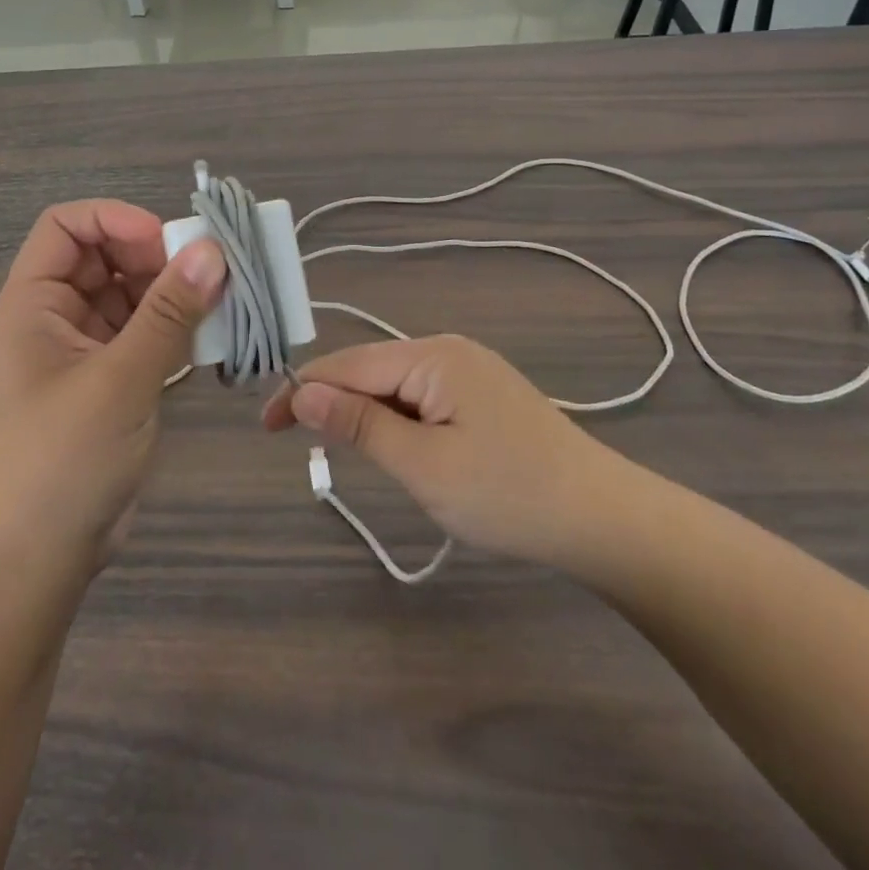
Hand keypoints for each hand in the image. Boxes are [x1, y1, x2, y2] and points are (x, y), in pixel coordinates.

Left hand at [0, 201, 225, 576]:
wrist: (38, 559)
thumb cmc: (63, 459)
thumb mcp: (120, 379)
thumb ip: (169, 313)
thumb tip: (214, 251)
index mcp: (35, 301)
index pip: (67, 225)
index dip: (114, 219)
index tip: (167, 242)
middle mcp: (58, 315)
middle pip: (107, 256)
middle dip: (157, 257)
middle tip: (210, 276)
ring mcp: (86, 349)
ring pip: (134, 295)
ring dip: (175, 294)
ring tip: (223, 307)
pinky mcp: (112, 380)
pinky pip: (148, 333)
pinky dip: (178, 330)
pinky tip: (212, 341)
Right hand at [264, 335, 645, 572]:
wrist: (603, 519)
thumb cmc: (508, 494)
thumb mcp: (423, 466)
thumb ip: (359, 426)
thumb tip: (303, 392)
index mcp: (432, 356)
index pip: (348, 365)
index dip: (302, 391)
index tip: (265, 426)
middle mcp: (448, 350)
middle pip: (370, 370)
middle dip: (332, 403)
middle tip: (299, 445)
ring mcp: (469, 370)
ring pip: (395, 386)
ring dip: (365, 415)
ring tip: (345, 452)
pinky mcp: (483, 394)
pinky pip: (421, 398)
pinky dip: (396, 421)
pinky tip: (396, 447)